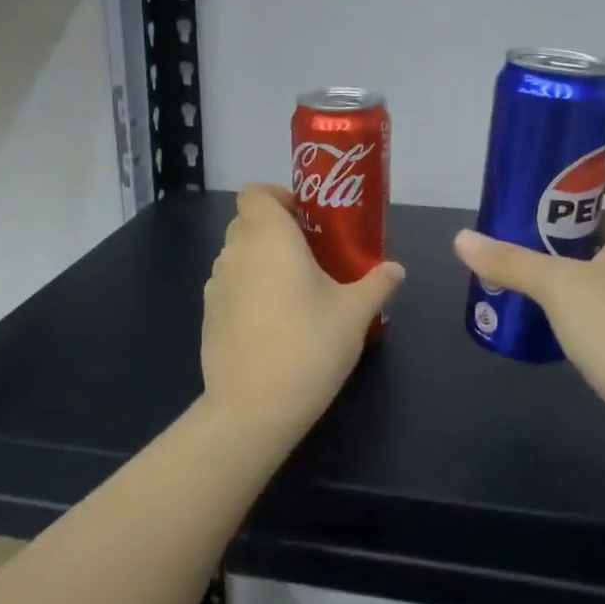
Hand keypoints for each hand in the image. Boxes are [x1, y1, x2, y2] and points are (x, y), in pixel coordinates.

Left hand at [201, 184, 405, 443]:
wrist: (251, 410)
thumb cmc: (308, 347)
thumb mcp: (354, 314)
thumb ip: (377, 284)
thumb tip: (396, 269)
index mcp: (270, 238)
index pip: (255, 192)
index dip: (278, 196)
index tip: (306, 217)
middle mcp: (236, 252)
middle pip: (247, 221)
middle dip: (275, 228)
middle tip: (310, 251)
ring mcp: (216, 285)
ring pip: (237, 253)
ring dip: (261, 258)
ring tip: (294, 287)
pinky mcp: (207, 315)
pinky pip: (229, 284)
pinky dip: (248, 287)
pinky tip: (272, 320)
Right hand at [453, 160, 604, 471]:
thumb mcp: (562, 288)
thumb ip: (511, 261)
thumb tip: (462, 239)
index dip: (595, 166)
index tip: (549, 173)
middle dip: (562, 213)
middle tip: (516, 213)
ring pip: (600, 259)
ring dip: (561, 254)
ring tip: (513, 252)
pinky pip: (598, 295)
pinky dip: (569, 292)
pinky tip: (533, 301)